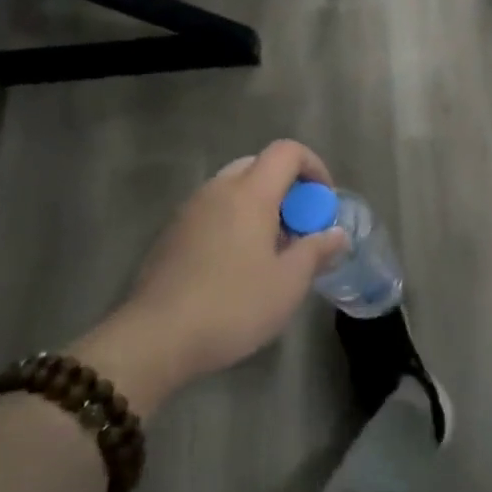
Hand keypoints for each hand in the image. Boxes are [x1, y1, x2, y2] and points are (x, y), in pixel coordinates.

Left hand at [70, 141, 347, 415]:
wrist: (155, 339)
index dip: (313, 166)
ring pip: (232, 189)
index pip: (286, 152)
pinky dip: (233, 222)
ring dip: (258, 206)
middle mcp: (217, 190)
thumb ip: (316, 251)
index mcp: (250, 193)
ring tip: (270, 250)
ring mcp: (189, 211)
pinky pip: (212, 211)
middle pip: (258, 166)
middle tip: (299, 227)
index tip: (324, 201)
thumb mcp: (288, 284)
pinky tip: (236, 266)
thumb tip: (336, 234)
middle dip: (286, 187)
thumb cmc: (232, 306)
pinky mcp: (170, 235)